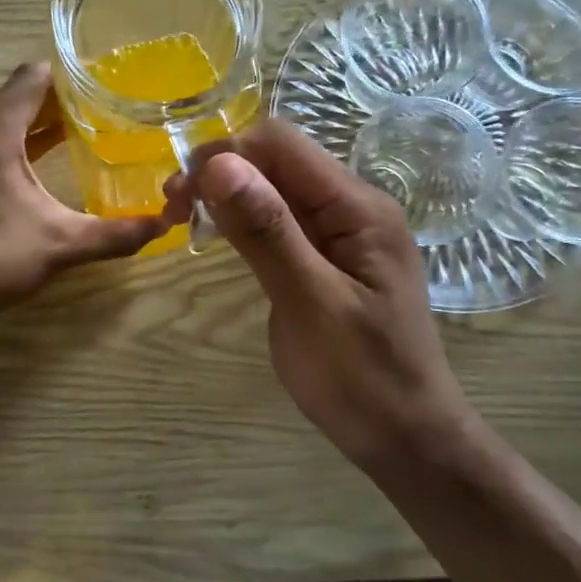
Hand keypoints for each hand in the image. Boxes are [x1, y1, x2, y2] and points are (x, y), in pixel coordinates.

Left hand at [0, 64, 177, 321]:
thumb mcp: (62, 244)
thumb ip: (116, 233)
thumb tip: (165, 225)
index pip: (35, 77)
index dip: (73, 77)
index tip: (110, 86)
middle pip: (21, 95)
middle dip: (63, 100)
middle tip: (109, 111)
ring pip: (4, 118)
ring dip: (40, 122)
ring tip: (87, 133)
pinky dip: (20, 142)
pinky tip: (46, 164)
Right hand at [177, 121, 478, 474]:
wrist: (407, 437)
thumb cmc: (363, 378)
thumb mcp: (310, 304)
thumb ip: (268, 232)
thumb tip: (219, 164)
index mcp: (358, 208)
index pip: (281, 144)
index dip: (223, 155)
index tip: (179, 195)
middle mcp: (353, 207)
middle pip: (277, 159)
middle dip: (220, 172)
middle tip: (173, 212)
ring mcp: (341, 233)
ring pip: (275, 188)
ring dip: (227, 195)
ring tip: (185, 222)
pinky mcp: (327, 258)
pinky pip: (281, 220)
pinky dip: (244, 221)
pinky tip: (219, 238)